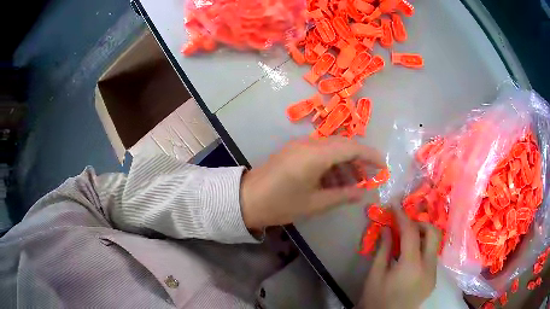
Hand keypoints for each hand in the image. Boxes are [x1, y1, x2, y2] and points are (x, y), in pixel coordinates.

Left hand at [240, 136, 384, 229]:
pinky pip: (319, 152)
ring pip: (331, 148)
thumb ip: (343, 195)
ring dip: (345, 163)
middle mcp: (309, 143)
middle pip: (343, 145)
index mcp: (316, 155)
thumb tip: (363, 192)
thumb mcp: (315, 203)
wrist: (246, 199)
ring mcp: (299, 145)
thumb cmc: (280, 204)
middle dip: (359, 160)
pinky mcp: (293, 150)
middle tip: (368, 178)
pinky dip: (331, 164)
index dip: (371, 156)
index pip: (352, 148)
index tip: (384, 167)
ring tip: (353, 184)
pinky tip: (334, 181)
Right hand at [359, 208, 440, 308]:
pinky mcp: (434, 279)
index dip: (402, 216)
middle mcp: (428, 267)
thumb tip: (387, 228)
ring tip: (406, 240)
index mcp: (411, 266)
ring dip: (422, 235)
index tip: (395, 205)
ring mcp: (434, 273)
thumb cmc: (377, 299)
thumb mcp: (375, 275)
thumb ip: (383, 249)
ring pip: (434, 243)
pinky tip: (410, 256)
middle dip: (419, 223)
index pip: (411, 232)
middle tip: (404, 225)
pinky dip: (423, 248)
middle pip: (432, 233)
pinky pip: (432, 256)